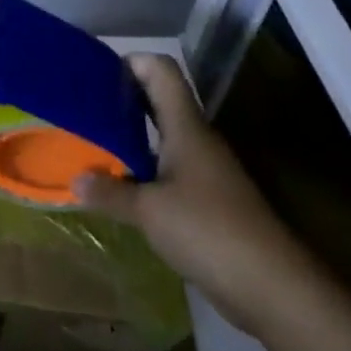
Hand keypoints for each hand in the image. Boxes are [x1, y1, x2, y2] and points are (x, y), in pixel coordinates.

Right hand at [77, 52, 331, 338]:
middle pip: (160, 100)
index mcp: (186, 127)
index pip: (161, 71)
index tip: (95, 73)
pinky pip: (169, 170)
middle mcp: (197, 140)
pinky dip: (143, 169)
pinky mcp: (209, 201)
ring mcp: (206, 171)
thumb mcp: (148, 211)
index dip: (131, 62)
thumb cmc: (208, 231)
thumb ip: (110, 192)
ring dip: (130, 136)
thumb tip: (75, 178)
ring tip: (92, 144)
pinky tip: (120, 187)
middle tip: (84, 106)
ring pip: (163, 137)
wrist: (274, 288)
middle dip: (123, 98)